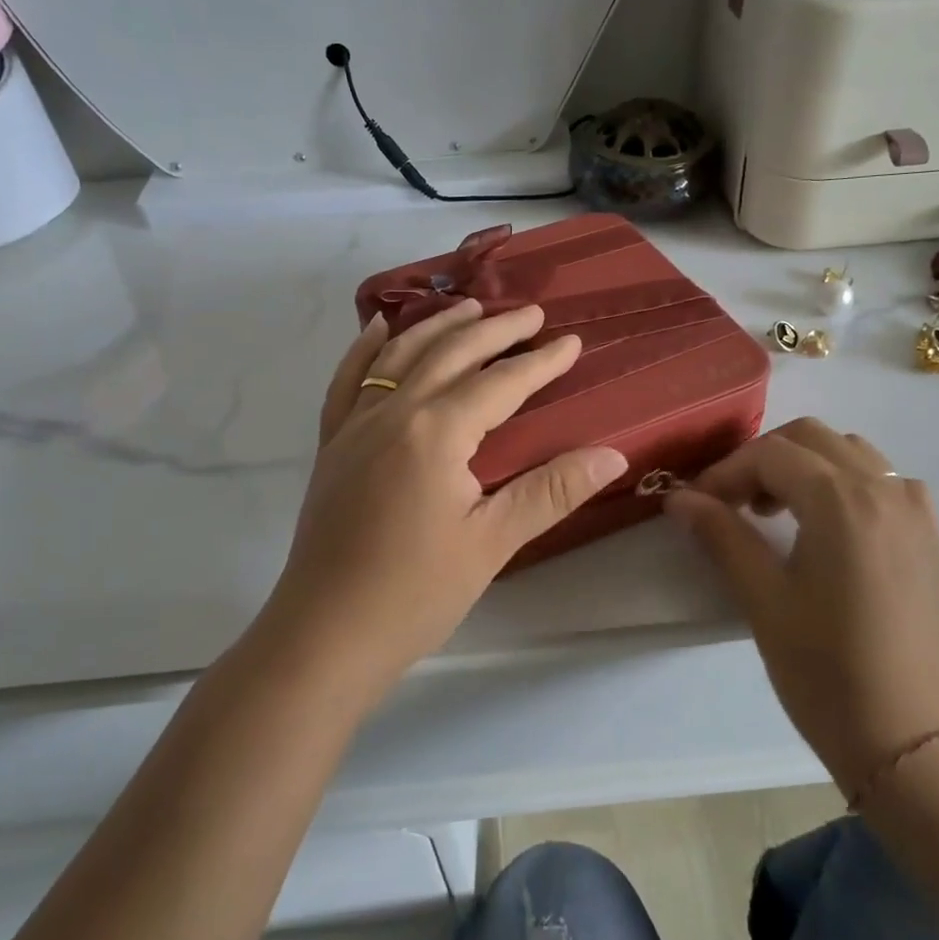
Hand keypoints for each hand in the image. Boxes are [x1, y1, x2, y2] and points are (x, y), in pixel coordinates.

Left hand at [262, 301, 627, 697]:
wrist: (325, 634)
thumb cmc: (415, 593)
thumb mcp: (492, 542)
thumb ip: (552, 491)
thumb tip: (613, 455)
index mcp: (436, 432)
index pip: (500, 383)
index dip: (540, 362)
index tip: (571, 341)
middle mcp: (393, 412)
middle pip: (451, 354)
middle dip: (494, 329)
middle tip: (530, 312)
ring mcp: (355, 425)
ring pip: (400, 355)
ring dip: (438, 326)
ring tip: (470, 306)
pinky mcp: (332, 444)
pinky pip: (348, 381)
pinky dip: (366, 349)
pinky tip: (379, 329)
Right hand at [665, 419, 938, 790]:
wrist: (915, 743)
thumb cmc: (828, 672)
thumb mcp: (763, 600)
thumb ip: (721, 535)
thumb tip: (678, 497)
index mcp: (843, 502)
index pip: (770, 454)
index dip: (724, 472)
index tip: (695, 503)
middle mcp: (885, 489)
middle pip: (810, 437)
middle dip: (761, 459)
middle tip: (730, 503)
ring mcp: (915, 510)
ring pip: (848, 451)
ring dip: (803, 464)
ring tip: (773, 511)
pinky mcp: (929, 535)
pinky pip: (881, 479)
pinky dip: (842, 480)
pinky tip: (824, 525)